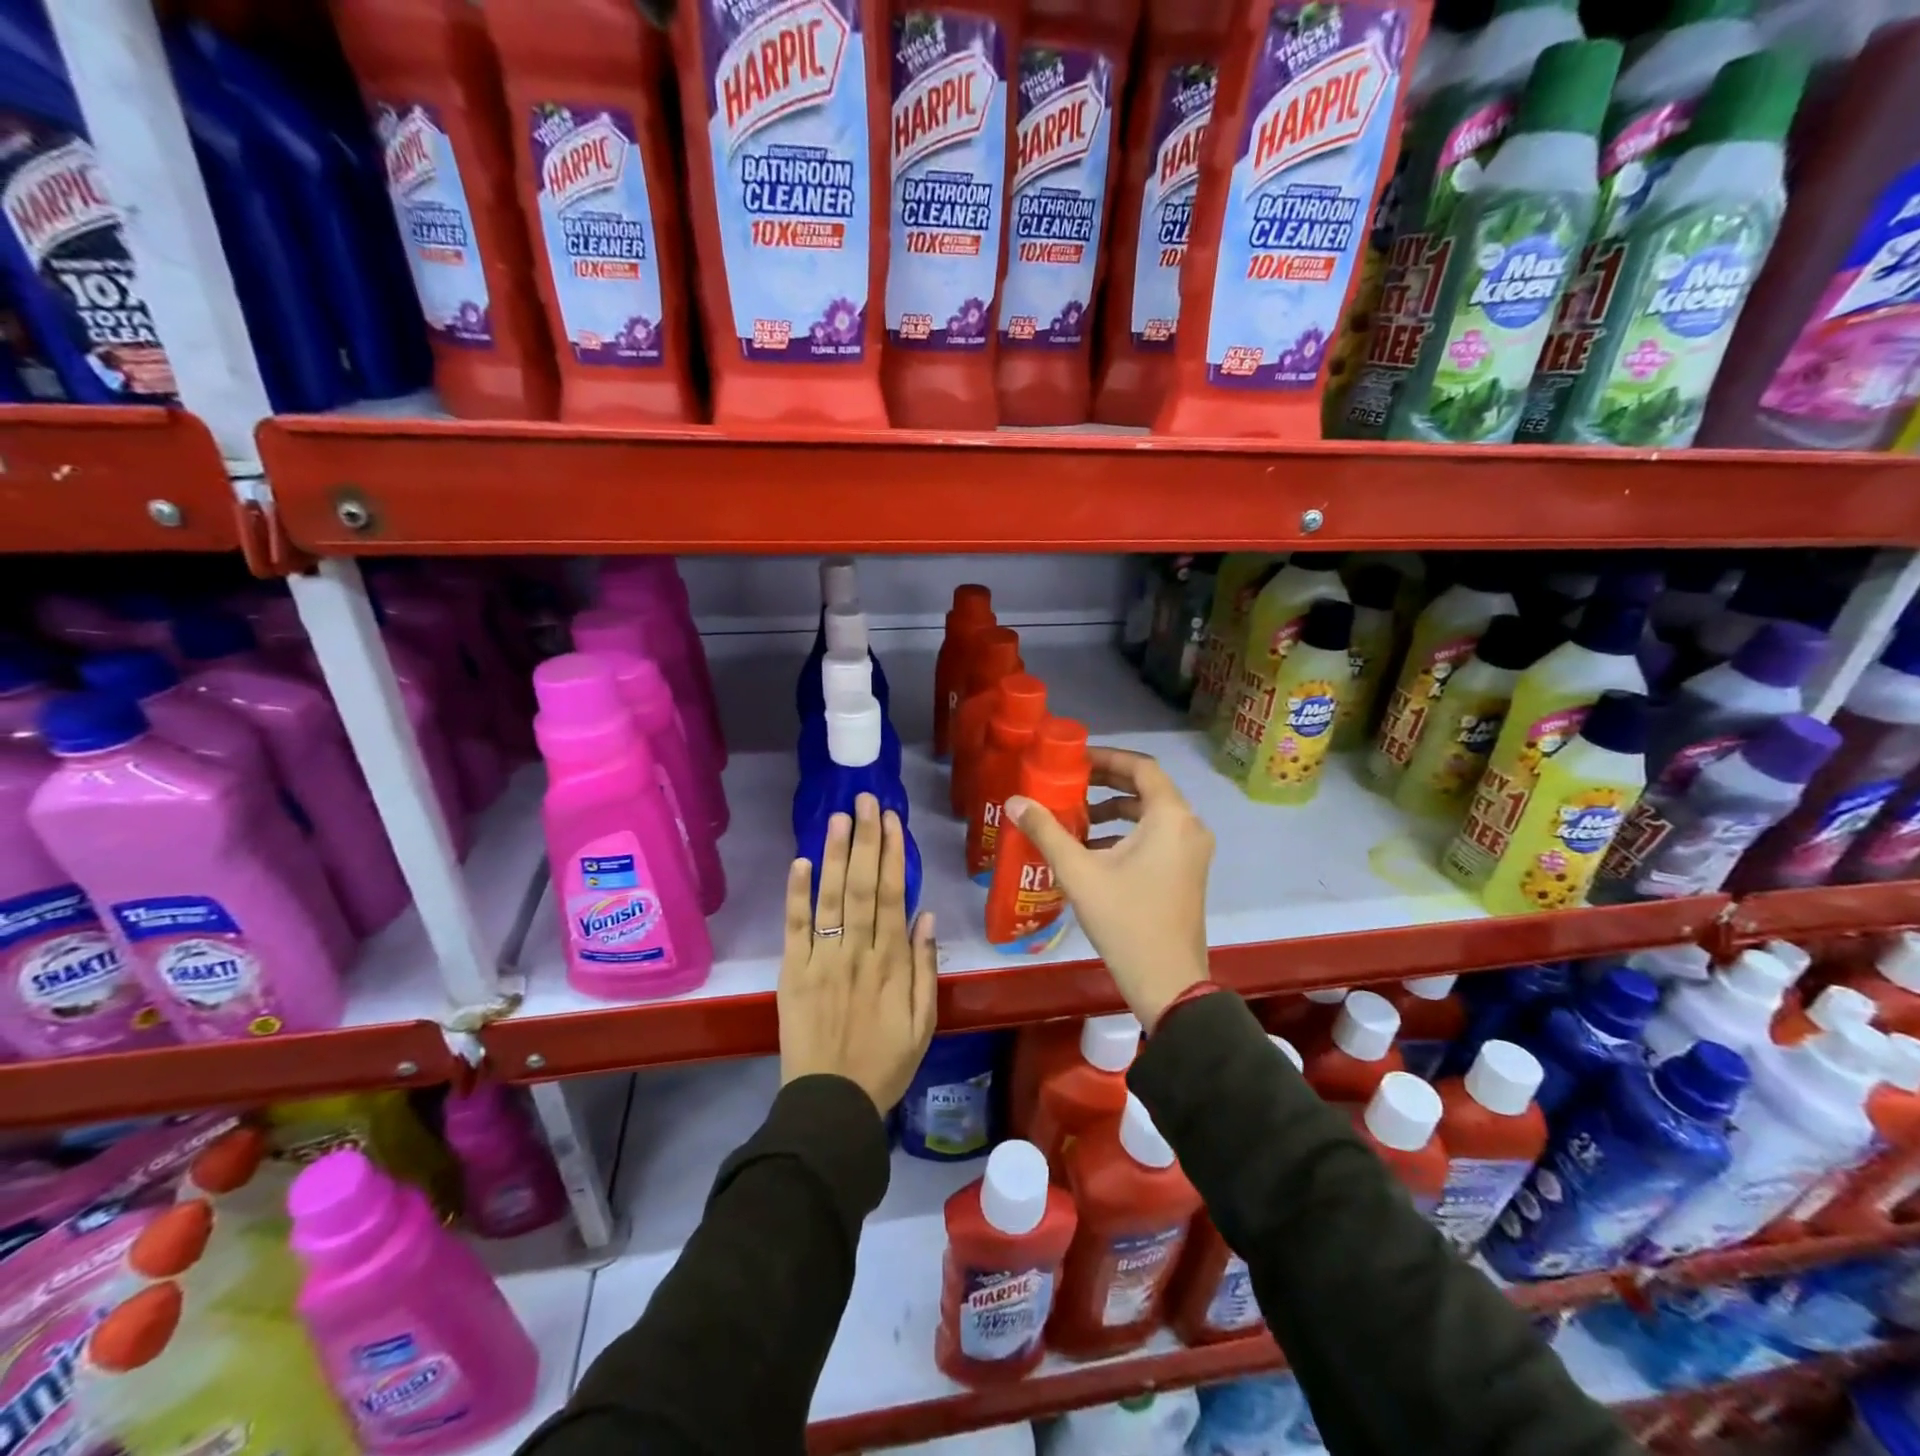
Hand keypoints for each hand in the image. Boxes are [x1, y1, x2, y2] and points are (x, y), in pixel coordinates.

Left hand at [779, 793, 937, 1114]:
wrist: (831, 1103)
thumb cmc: (885, 1063)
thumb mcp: (923, 1022)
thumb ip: (925, 968)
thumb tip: (926, 916)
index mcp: (891, 963)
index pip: (893, 896)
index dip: (893, 855)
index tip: (892, 820)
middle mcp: (857, 952)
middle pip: (863, 886)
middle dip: (866, 840)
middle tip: (866, 799)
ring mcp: (822, 960)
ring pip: (831, 898)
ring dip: (835, 855)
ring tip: (839, 817)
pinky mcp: (793, 973)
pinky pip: (795, 929)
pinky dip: (797, 895)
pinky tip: (800, 862)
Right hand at [1007, 747, 1211, 1030]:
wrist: (1168, 982)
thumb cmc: (1126, 920)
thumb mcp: (1079, 873)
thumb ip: (1046, 831)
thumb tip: (1015, 801)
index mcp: (1170, 817)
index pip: (1142, 767)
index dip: (1107, 757)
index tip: (1075, 760)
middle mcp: (1189, 826)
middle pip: (1148, 788)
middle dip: (1107, 783)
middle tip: (1070, 782)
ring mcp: (1193, 851)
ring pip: (1152, 814)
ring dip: (1116, 810)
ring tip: (1077, 817)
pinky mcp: (1188, 872)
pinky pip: (1158, 836)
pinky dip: (1128, 833)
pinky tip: (1094, 850)